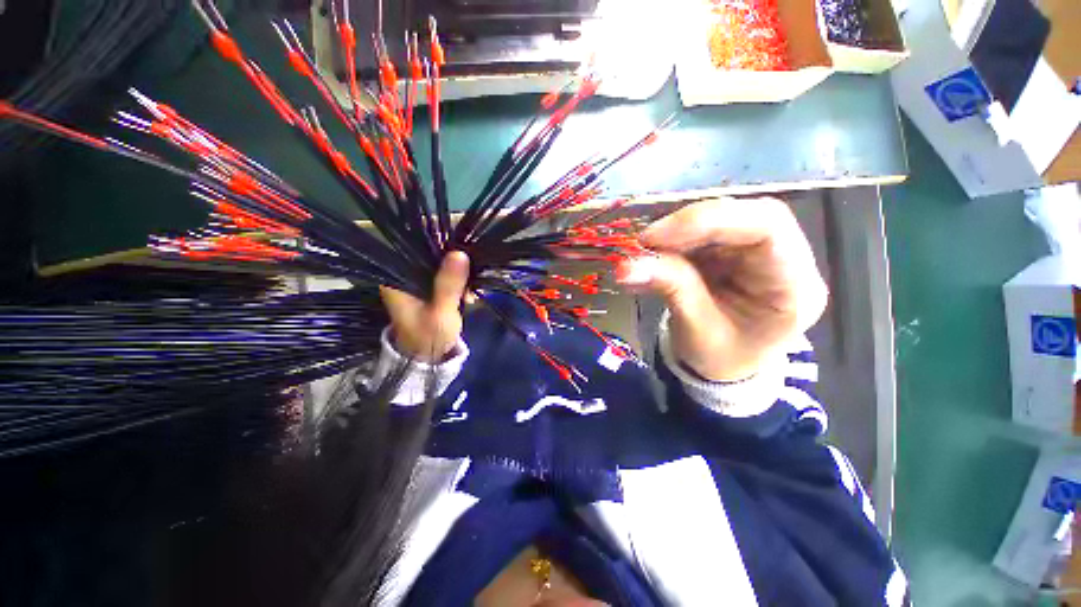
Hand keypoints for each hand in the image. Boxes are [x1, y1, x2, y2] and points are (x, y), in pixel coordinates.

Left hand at [379, 251, 469, 361]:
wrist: (429, 356)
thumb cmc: (429, 337)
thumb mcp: (441, 312)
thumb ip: (448, 285)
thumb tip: (459, 253)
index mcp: (396, 279)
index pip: (413, 246)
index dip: (437, 241)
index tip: (460, 249)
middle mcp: (403, 275)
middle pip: (428, 252)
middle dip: (453, 260)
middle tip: (471, 274)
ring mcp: (416, 280)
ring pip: (439, 262)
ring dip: (458, 272)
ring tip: (470, 289)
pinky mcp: (429, 286)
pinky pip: (445, 273)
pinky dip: (458, 280)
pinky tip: (468, 292)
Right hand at [617, 197, 826, 381]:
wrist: (726, 364)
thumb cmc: (720, 356)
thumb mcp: (695, 329)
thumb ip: (670, 288)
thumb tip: (625, 266)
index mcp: (794, 288)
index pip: (768, 227)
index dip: (709, 220)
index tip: (655, 237)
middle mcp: (786, 260)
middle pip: (745, 216)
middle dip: (688, 225)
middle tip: (646, 243)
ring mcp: (760, 252)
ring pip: (722, 219)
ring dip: (677, 234)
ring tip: (647, 252)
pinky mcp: (736, 250)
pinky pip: (705, 232)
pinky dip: (675, 241)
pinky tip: (656, 255)